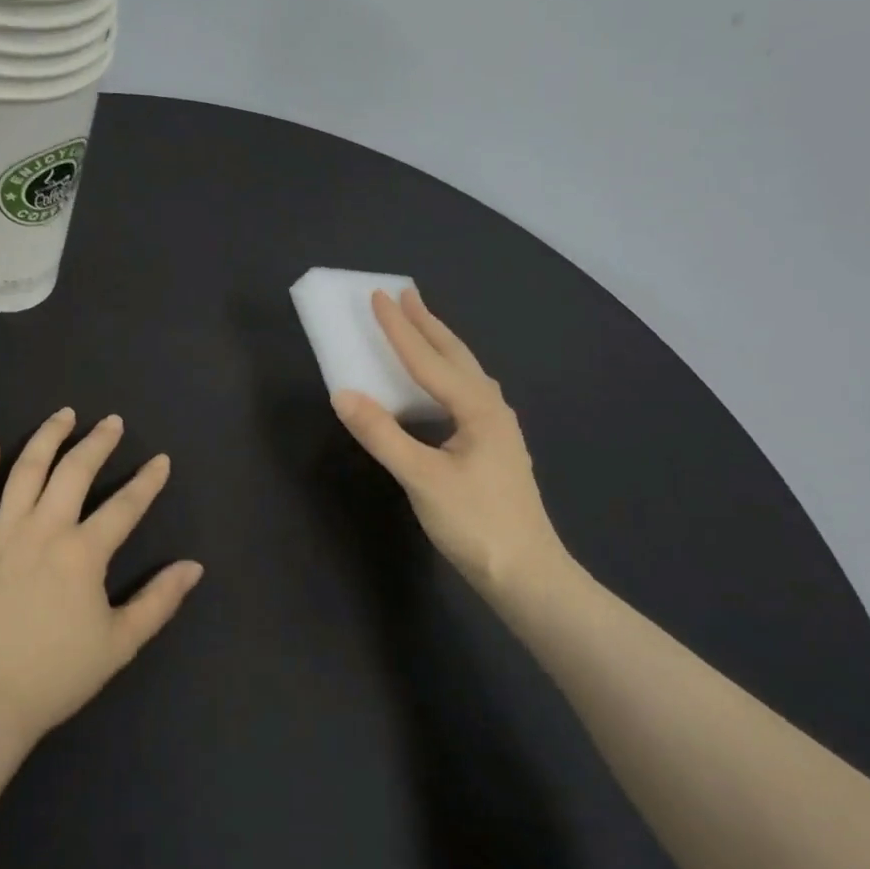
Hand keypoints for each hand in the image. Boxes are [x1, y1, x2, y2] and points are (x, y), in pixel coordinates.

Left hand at [0, 409, 202, 746]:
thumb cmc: (54, 677)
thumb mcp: (119, 643)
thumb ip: (159, 601)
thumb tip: (194, 566)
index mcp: (84, 553)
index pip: (125, 505)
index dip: (147, 481)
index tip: (160, 460)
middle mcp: (44, 530)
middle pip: (75, 472)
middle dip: (98, 442)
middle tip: (112, 421)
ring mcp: (0, 534)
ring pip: (26, 471)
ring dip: (47, 437)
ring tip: (63, 415)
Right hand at [331, 288, 579, 606]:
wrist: (526, 574)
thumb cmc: (475, 523)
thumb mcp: (422, 478)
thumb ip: (382, 434)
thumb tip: (343, 393)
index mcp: (477, 408)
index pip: (428, 359)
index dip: (399, 328)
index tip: (378, 296)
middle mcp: (491, 409)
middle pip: (455, 356)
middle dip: (428, 324)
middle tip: (407, 294)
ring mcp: (496, 429)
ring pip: (464, 374)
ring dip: (439, 347)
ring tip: (421, 328)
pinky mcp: (493, 448)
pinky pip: (464, 394)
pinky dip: (445, 375)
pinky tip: (439, 387)